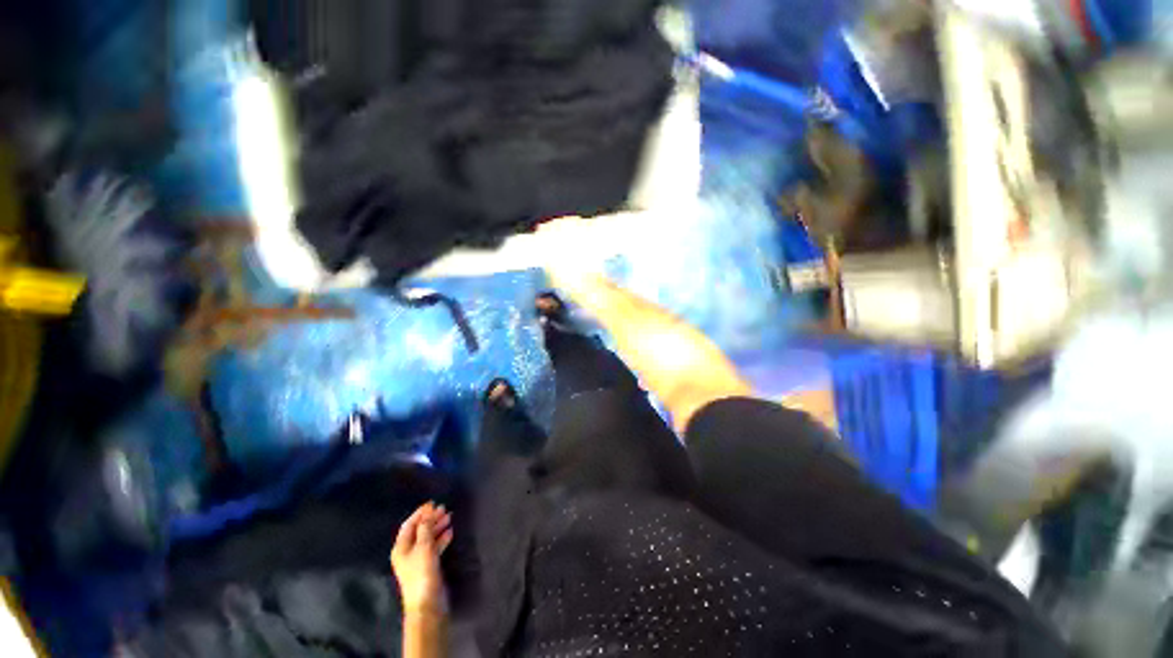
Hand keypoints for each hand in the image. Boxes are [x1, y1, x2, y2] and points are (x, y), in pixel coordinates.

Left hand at [391, 503, 453, 615]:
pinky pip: (434, 547)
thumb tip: (427, 514)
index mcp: (401, 548)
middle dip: (430, 519)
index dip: (420, 513)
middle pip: (419, 530)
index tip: (433, 504)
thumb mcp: (424, 547)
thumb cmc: (422, 573)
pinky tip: (450, 532)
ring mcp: (417, 560)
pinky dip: (441, 538)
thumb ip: (426, 529)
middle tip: (444, 509)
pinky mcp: (427, 566)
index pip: (409, 525)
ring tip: (449, 517)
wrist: (427, 603)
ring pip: (427, 538)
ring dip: (437, 527)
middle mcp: (407, 552)